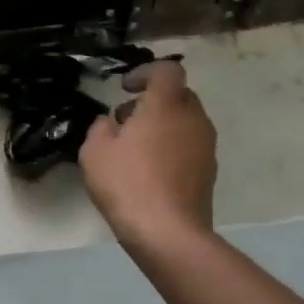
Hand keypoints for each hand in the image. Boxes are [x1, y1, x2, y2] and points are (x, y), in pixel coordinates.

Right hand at [78, 59, 217, 244]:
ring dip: (163, 124)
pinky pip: (190, 145)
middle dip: (154, 100)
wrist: (168, 233)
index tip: (125, 88)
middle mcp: (193, 119)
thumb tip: (111, 123)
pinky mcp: (209, 172)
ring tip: (135, 147)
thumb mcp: (94, 151)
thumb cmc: (127, 183)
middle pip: (179, 95)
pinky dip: (172, 146)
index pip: (167, 70)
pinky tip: (150, 170)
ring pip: (186, 121)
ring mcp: (206, 147)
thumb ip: (100, 127)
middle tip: (127, 118)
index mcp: (166, 105)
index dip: (146, 72)